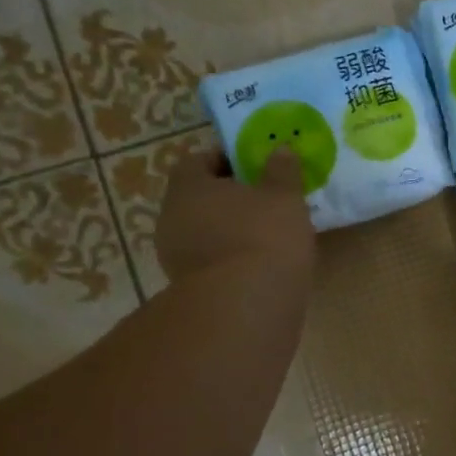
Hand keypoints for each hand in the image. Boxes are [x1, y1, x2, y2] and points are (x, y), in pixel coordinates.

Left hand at [155, 147, 314, 282]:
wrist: (246, 306)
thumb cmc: (264, 237)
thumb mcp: (284, 197)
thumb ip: (282, 171)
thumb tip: (281, 149)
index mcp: (188, 186)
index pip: (198, 161)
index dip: (226, 160)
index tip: (254, 168)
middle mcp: (171, 218)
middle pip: (199, 199)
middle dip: (228, 199)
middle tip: (264, 202)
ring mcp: (175, 257)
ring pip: (204, 233)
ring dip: (229, 232)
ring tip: (266, 237)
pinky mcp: (189, 289)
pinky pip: (211, 263)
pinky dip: (230, 260)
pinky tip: (258, 266)